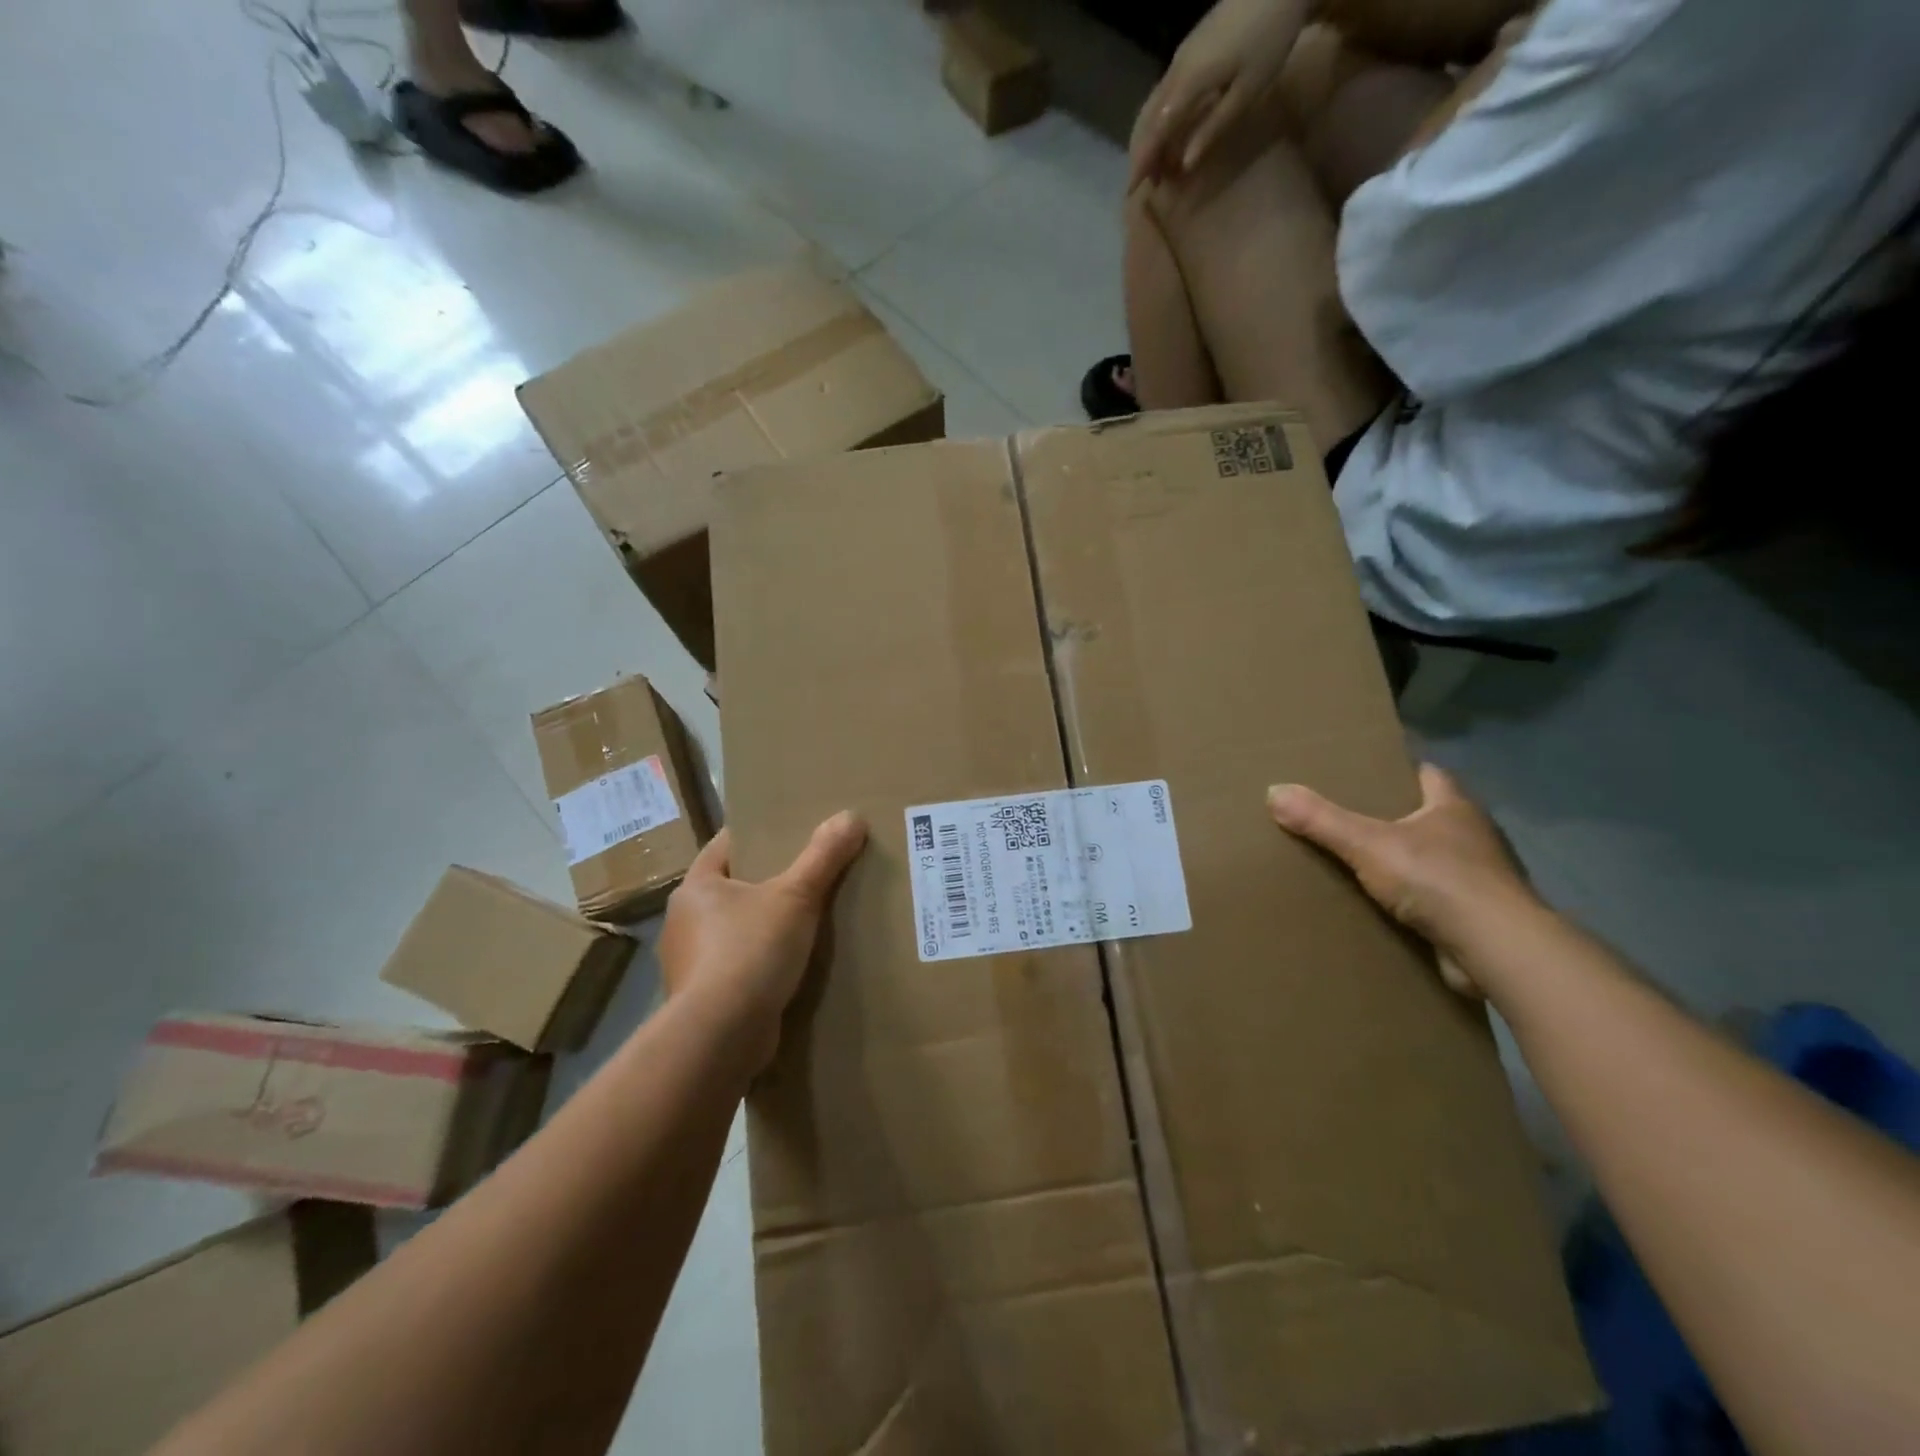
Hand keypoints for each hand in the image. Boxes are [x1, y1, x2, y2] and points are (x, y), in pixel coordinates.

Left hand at [656, 812, 866, 1067]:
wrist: (720, 1037)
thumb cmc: (749, 951)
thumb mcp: (795, 896)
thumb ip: (823, 856)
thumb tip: (851, 815)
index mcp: (695, 887)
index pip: (726, 845)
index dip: (757, 834)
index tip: (789, 829)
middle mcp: (684, 922)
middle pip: (731, 887)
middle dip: (767, 881)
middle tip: (809, 872)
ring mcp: (690, 963)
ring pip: (734, 929)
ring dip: (763, 926)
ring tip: (806, 920)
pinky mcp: (704, 999)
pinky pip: (738, 967)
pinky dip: (761, 963)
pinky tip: (791, 966)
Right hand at [1128, 0, 1305, 187]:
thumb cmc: (1270, 39)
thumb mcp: (1246, 92)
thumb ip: (1212, 128)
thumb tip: (1185, 164)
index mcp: (1188, 82)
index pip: (1156, 131)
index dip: (1143, 162)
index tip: (1132, 190)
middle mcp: (1176, 69)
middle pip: (1148, 119)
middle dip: (1144, 153)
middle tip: (1149, 182)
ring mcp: (1181, 56)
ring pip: (1153, 105)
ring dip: (1151, 137)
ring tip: (1160, 163)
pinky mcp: (1190, 48)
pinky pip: (1164, 92)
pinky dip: (1161, 118)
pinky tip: (1170, 132)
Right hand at [1267, 765, 1536, 993]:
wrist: (1497, 949)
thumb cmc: (1438, 880)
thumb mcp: (1367, 843)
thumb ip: (1322, 819)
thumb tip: (1274, 790)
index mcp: (1455, 807)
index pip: (1428, 775)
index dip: (1400, 771)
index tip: (1367, 774)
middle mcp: (1474, 837)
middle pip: (1430, 817)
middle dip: (1396, 819)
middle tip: (1350, 820)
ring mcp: (1481, 880)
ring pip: (1435, 861)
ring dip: (1407, 864)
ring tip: (1360, 865)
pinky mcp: (1479, 918)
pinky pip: (1438, 901)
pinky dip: (1415, 902)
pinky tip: (1384, 909)